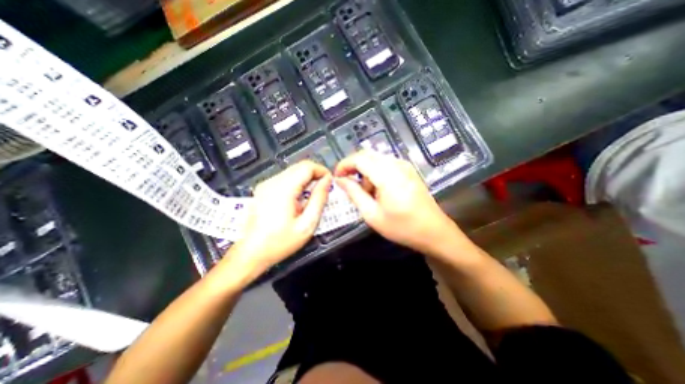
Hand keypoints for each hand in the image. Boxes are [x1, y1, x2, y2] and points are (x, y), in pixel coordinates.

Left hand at [226, 160, 331, 277]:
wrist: (251, 253)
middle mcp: (272, 182)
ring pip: (293, 171)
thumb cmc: (280, 242)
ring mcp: (266, 184)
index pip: (307, 167)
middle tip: (324, 189)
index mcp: (283, 189)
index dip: (322, 171)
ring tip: (313, 196)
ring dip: (306, 179)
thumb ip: (319, 200)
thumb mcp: (307, 224)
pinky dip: (297, 183)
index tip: (330, 182)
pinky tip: (299, 199)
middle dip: (315, 174)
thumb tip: (327, 181)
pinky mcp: (263, 189)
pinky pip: (285, 178)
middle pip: (299, 166)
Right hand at [334, 151, 467, 255]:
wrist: (434, 232)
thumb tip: (340, 180)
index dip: (344, 165)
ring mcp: (405, 166)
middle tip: (348, 185)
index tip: (337, 178)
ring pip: (376, 159)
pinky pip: (386, 164)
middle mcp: (396, 164)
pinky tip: (379, 190)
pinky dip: (376, 173)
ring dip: (366, 172)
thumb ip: (354, 193)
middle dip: (354, 168)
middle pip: (367, 155)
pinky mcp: (408, 170)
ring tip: (367, 194)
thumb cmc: (402, 227)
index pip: (359, 158)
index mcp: (387, 175)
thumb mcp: (372, 214)